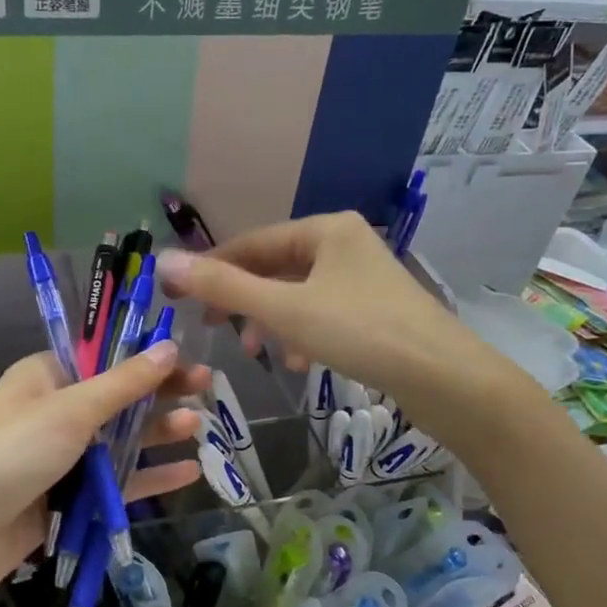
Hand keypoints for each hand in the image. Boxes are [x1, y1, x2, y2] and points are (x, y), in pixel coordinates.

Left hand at [0, 343, 208, 606]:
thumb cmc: (5, 457)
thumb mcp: (67, 412)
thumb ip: (122, 384)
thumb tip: (169, 346)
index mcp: (46, 377)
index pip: (105, 356)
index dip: (147, 355)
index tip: (189, 356)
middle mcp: (55, 412)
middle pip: (118, 397)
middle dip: (160, 393)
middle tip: (208, 388)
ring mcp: (61, 458)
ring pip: (120, 441)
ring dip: (157, 433)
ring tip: (198, 427)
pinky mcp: (67, 499)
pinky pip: (115, 482)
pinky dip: (148, 476)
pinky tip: (187, 472)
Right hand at [156, 212, 483, 406]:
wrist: (443, 377)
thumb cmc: (361, 332)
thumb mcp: (284, 310)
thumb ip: (224, 287)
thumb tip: (163, 261)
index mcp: (325, 229)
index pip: (252, 243)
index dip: (211, 269)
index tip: (176, 296)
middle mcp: (344, 244)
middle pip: (275, 268)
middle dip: (242, 300)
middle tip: (213, 328)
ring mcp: (362, 278)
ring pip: (297, 294)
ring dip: (270, 321)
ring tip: (254, 352)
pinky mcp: (374, 310)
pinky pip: (321, 314)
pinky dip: (301, 334)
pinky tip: (299, 363)